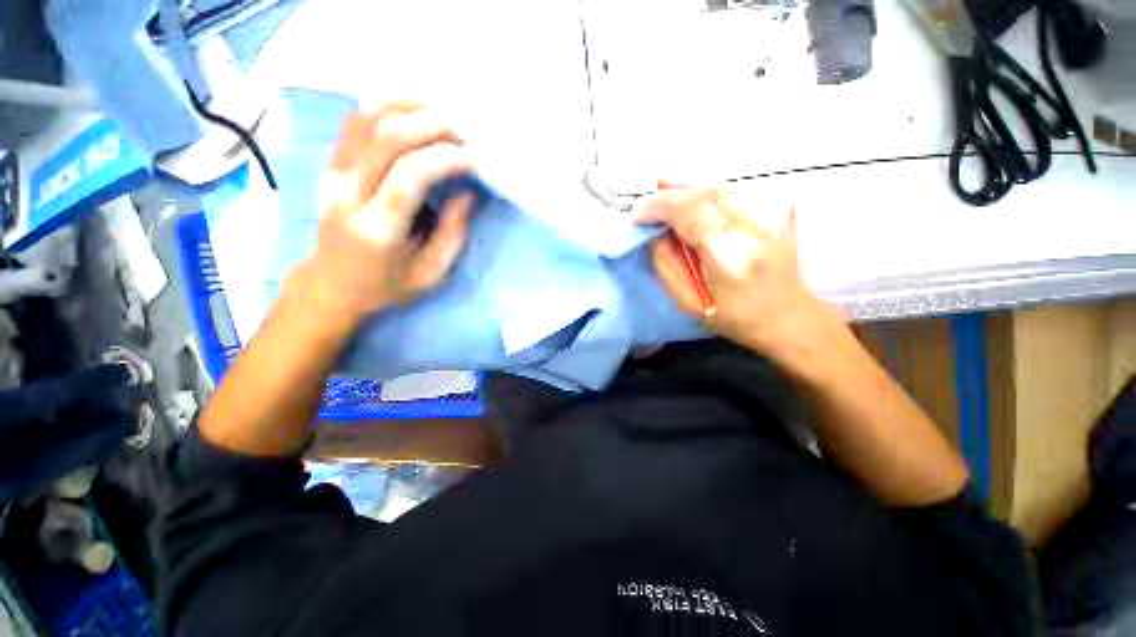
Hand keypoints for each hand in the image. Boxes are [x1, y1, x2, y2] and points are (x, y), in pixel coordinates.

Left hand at [290, 101, 474, 320]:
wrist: (333, 284)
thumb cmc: (388, 284)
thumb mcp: (432, 272)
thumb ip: (453, 232)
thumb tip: (468, 191)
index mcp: (378, 228)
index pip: (410, 175)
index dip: (445, 159)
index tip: (474, 160)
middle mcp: (349, 194)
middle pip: (387, 138)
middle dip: (432, 126)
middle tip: (463, 134)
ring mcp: (333, 174)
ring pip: (366, 119)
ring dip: (408, 108)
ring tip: (440, 117)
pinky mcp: (330, 166)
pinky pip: (354, 122)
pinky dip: (385, 108)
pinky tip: (411, 115)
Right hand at [637, 187, 844, 367]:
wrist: (789, 316)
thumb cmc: (734, 317)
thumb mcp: (688, 303)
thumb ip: (666, 265)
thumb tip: (655, 233)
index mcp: (730, 257)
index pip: (691, 212)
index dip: (660, 206)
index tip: (639, 213)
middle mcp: (755, 228)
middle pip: (706, 192)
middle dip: (671, 192)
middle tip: (649, 199)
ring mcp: (773, 213)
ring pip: (721, 185)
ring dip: (688, 188)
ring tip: (664, 190)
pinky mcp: (779, 207)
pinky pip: (735, 190)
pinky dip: (709, 191)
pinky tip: (694, 198)